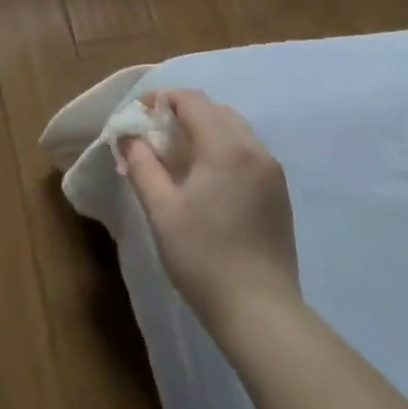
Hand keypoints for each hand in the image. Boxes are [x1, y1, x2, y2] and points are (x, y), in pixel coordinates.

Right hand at [120, 88, 300, 335]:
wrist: (260, 310)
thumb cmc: (203, 256)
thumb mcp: (161, 209)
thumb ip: (142, 165)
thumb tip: (129, 136)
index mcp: (226, 148)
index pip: (192, 101)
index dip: (161, 98)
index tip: (137, 112)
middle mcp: (255, 150)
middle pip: (216, 110)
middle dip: (181, 111)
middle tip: (152, 132)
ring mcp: (272, 172)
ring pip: (234, 129)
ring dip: (203, 128)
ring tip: (175, 153)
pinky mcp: (278, 193)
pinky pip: (247, 151)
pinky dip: (221, 147)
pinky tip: (204, 176)